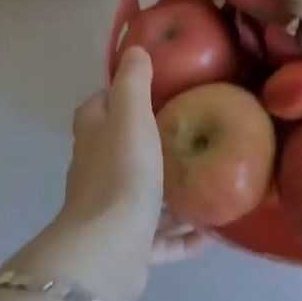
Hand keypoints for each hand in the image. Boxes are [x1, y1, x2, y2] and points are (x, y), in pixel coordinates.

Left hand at [11, 48, 203, 300]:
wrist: (109, 250)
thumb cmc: (122, 173)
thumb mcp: (131, 117)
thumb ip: (133, 83)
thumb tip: (135, 50)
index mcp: (94, 138)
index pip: (97, 108)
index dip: (116, 96)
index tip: (152, 90)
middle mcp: (97, 172)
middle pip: (120, 150)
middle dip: (148, 143)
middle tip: (189, 133)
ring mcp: (112, 212)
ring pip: (142, 196)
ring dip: (169, 193)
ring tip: (205, 182)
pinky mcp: (128, 246)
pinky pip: (159, 238)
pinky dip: (180, 236)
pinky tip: (207, 233)